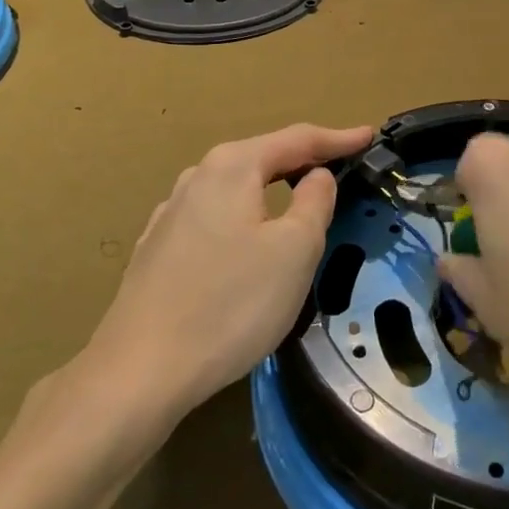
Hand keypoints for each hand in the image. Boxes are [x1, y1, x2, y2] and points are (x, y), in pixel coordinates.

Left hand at [89, 122, 372, 414]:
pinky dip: (244, 217)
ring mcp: (170, 213)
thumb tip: (317, 176)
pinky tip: (246, 239)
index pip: (297, 139)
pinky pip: (215, 217)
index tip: (370, 135)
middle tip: (341, 166)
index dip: (338, 138)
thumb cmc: (230, 304)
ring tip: (298, 198)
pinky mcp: (157, 250)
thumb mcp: (294, 251)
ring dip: (272, 189)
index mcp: (233, 167)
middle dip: (304, 160)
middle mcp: (197, 177)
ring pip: (236, 188)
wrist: (139, 372)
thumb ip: (315, 202)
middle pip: (263, 158)